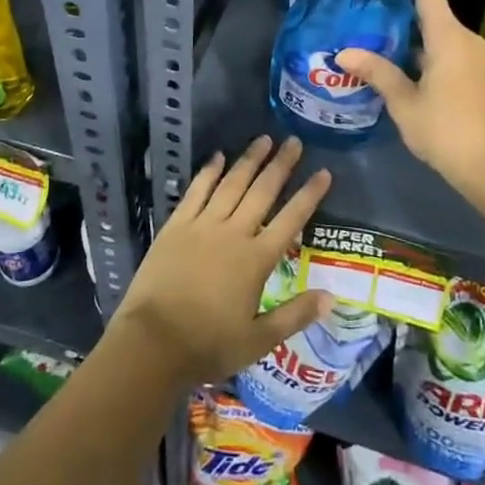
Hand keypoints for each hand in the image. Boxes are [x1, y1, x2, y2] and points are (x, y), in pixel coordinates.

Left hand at [110, 136, 333, 386]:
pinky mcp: (177, 226)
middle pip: (263, 192)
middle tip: (294, 141)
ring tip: (264, 139)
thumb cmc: (208, 345)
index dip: (309, 194)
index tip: (324, 172)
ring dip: (249, 160)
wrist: (153, 342)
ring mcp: (203, 225)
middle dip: (281, 165)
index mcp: (257, 259)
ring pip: (232, 184)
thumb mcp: (258, 340)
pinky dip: (209, 172)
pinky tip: (218, 156)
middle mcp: (234, 233)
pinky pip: (197, 191)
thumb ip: (295, 315)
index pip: (292, 219)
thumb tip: (331, 297)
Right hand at [336, 0, 484, 192]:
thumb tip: (343, 52)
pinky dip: (423, 51)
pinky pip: (447, 50)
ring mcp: (473, 57)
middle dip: (399, 9)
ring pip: (438, 33)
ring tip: (373, 36)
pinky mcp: (475, 75)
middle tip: (363, 11)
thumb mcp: (404, 102)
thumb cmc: (445, 129)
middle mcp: (465, 39)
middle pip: (431, 10)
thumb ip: (377, 72)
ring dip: (410, 34)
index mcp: (448, 36)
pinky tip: (397, 64)